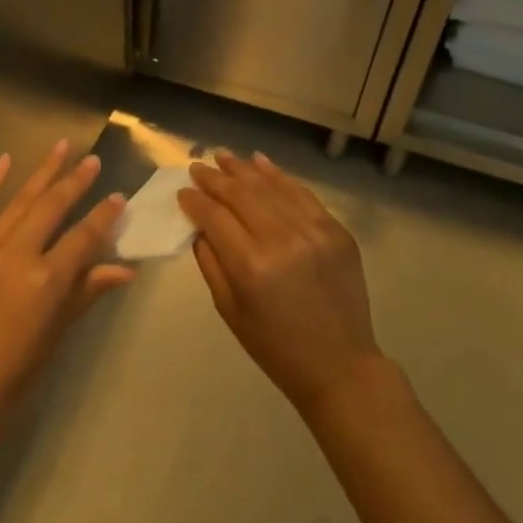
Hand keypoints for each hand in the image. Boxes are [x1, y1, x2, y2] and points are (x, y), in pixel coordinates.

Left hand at [0, 142, 134, 422]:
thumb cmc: (12, 370)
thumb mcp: (56, 333)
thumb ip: (87, 292)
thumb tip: (124, 270)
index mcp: (47, 279)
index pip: (85, 236)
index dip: (104, 216)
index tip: (119, 197)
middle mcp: (18, 253)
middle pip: (53, 207)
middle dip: (76, 181)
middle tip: (93, 161)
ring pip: (19, 200)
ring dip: (42, 171)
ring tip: (62, 146)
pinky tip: (5, 160)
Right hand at [179, 151, 381, 414]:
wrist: (340, 366)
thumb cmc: (275, 346)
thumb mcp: (229, 309)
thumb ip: (210, 261)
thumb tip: (199, 224)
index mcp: (251, 265)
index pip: (214, 216)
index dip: (195, 200)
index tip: (182, 191)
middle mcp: (282, 239)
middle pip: (240, 194)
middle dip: (214, 178)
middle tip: (197, 166)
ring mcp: (314, 231)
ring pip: (270, 186)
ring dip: (243, 169)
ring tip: (223, 157)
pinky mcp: (337, 230)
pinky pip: (302, 194)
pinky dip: (278, 176)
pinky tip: (260, 162)